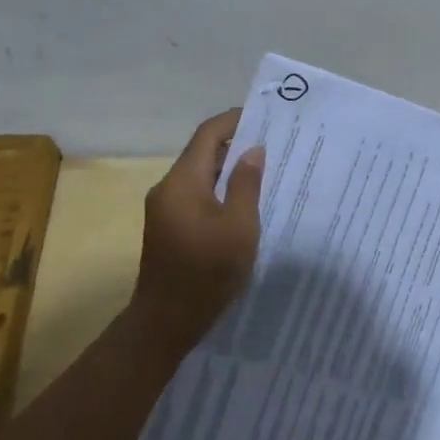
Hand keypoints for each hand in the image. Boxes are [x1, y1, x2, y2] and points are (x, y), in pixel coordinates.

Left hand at [130, 109, 264, 344]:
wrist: (166, 321)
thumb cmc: (207, 271)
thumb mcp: (239, 227)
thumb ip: (246, 184)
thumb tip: (252, 150)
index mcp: (182, 182)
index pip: (208, 135)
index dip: (234, 121)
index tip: (265, 118)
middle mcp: (168, 188)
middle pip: (203, 153)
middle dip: (236, 145)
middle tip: (274, 145)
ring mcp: (166, 209)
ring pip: (201, 175)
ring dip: (229, 169)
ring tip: (265, 171)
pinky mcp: (169, 227)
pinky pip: (197, 195)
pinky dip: (220, 190)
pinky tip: (244, 202)